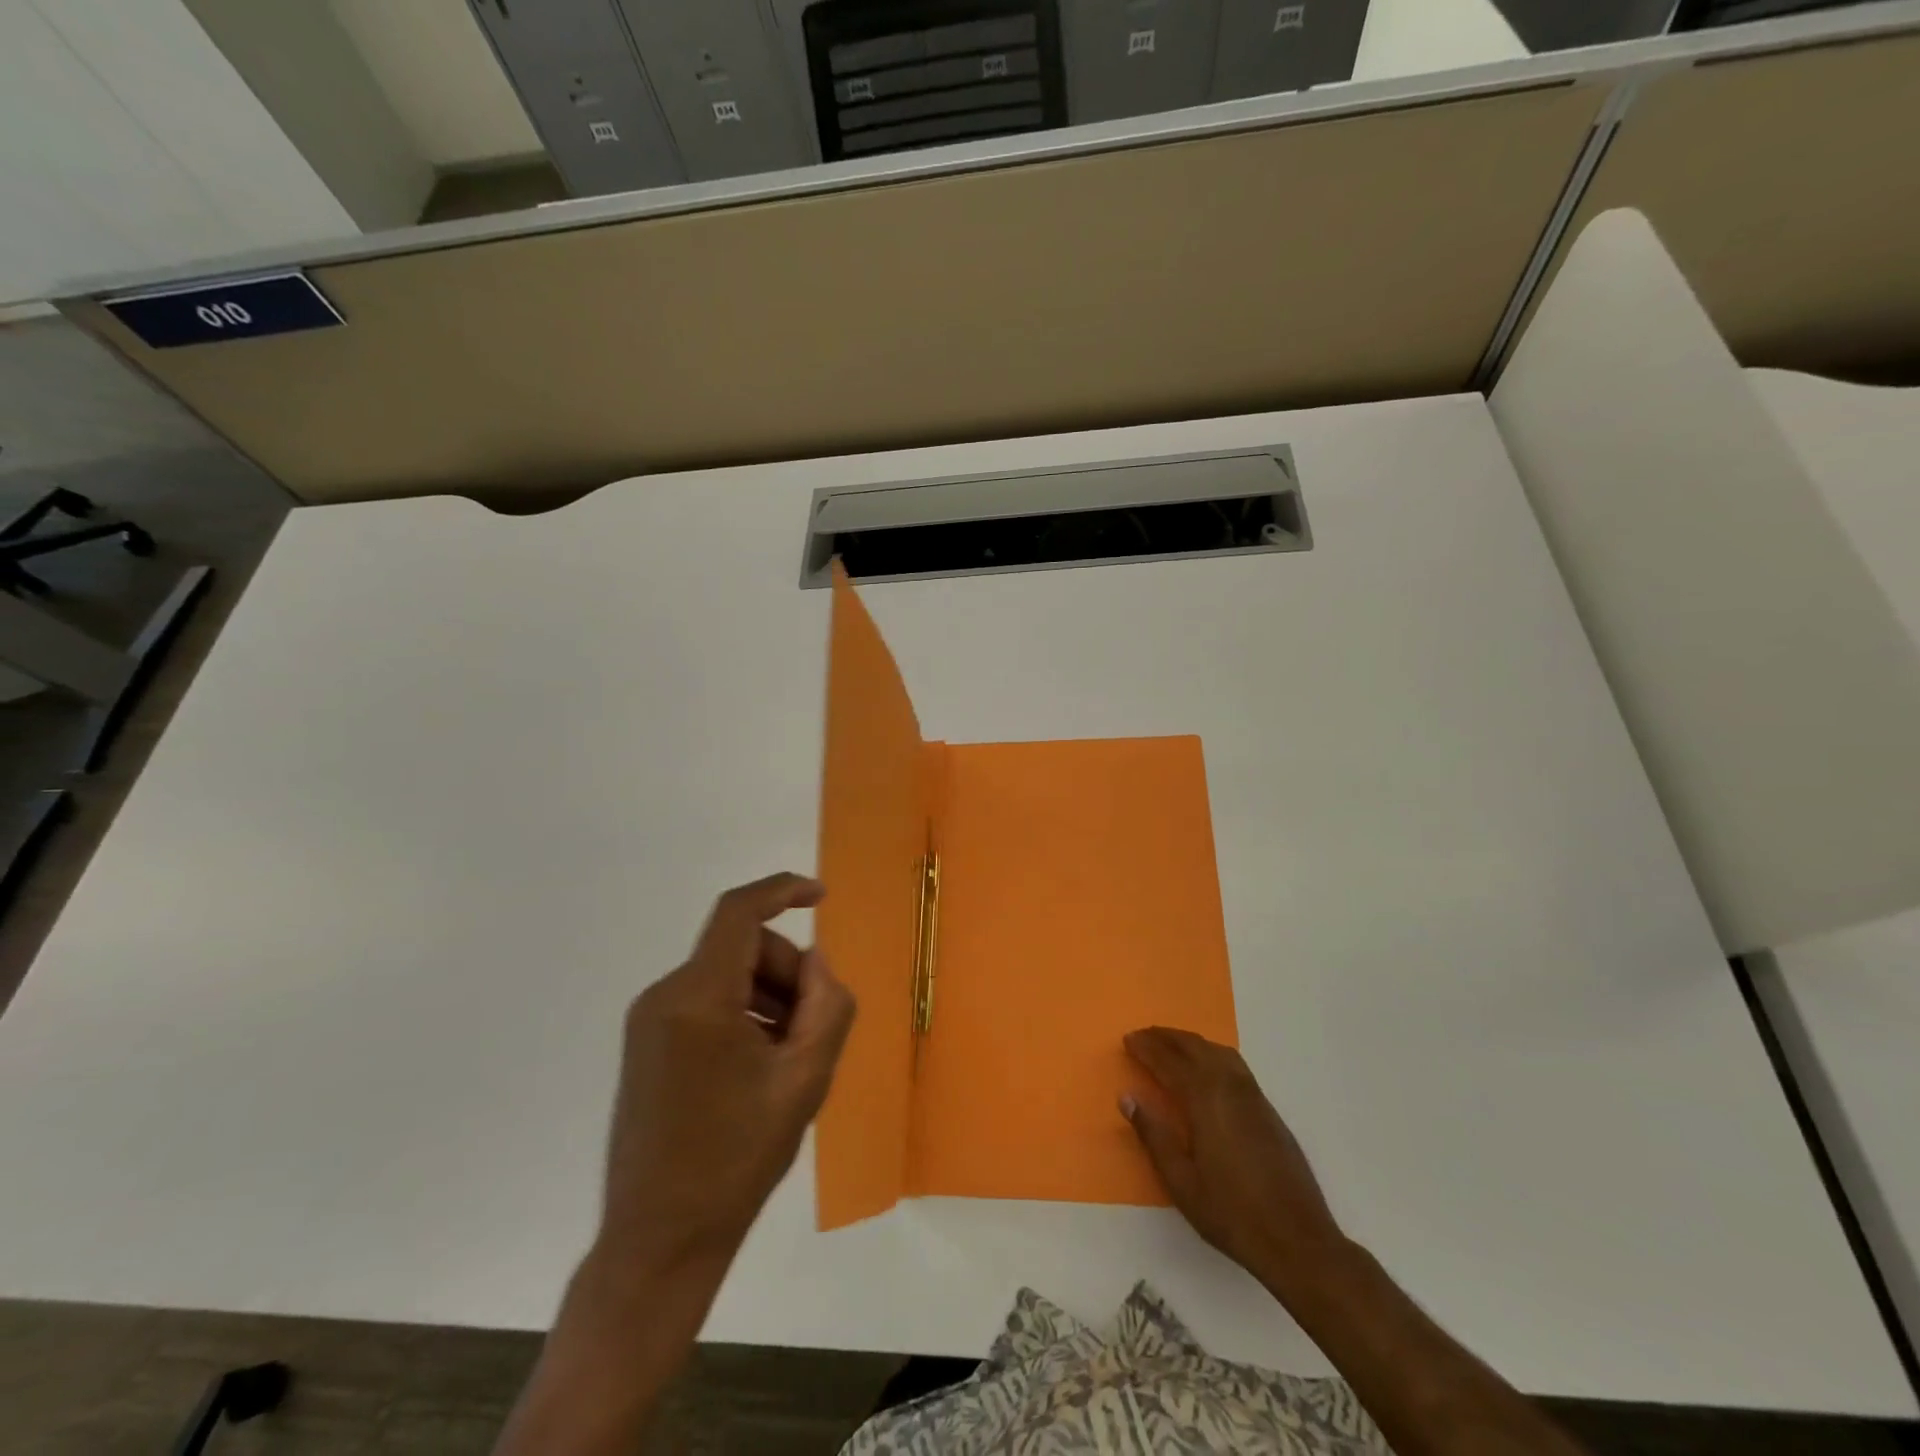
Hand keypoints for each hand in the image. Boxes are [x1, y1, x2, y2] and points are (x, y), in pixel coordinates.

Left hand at [598, 873, 855, 1280]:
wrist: (659, 1242)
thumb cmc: (737, 1160)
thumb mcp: (805, 1079)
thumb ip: (827, 1005)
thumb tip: (815, 962)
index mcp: (698, 999)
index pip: (739, 913)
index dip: (782, 891)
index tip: (820, 897)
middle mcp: (664, 997)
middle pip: (740, 949)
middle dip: (786, 972)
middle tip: (814, 1027)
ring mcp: (649, 1022)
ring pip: (726, 976)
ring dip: (768, 998)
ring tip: (789, 1058)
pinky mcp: (646, 1045)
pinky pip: (706, 1003)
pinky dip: (743, 1015)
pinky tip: (760, 1067)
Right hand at [1122, 1027, 1344, 1295]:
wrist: (1298, 1240)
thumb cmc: (1231, 1214)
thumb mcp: (1181, 1181)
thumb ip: (1153, 1135)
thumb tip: (1127, 1097)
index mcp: (1205, 1100)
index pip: (1169, 1062)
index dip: (1146, 1048)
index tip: (1127, 1039)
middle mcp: (1230, 1087)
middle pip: (1195, 1047)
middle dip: (1166, 1037)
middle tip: (1143, 1036)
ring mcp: (1254, 1097)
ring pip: (1218, 1051)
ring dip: (1191, 1042)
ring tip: (1171, 1046)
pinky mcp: (1268, 1110)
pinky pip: (1234, 1065)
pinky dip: (1212, 1054)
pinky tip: (1207, 1069)